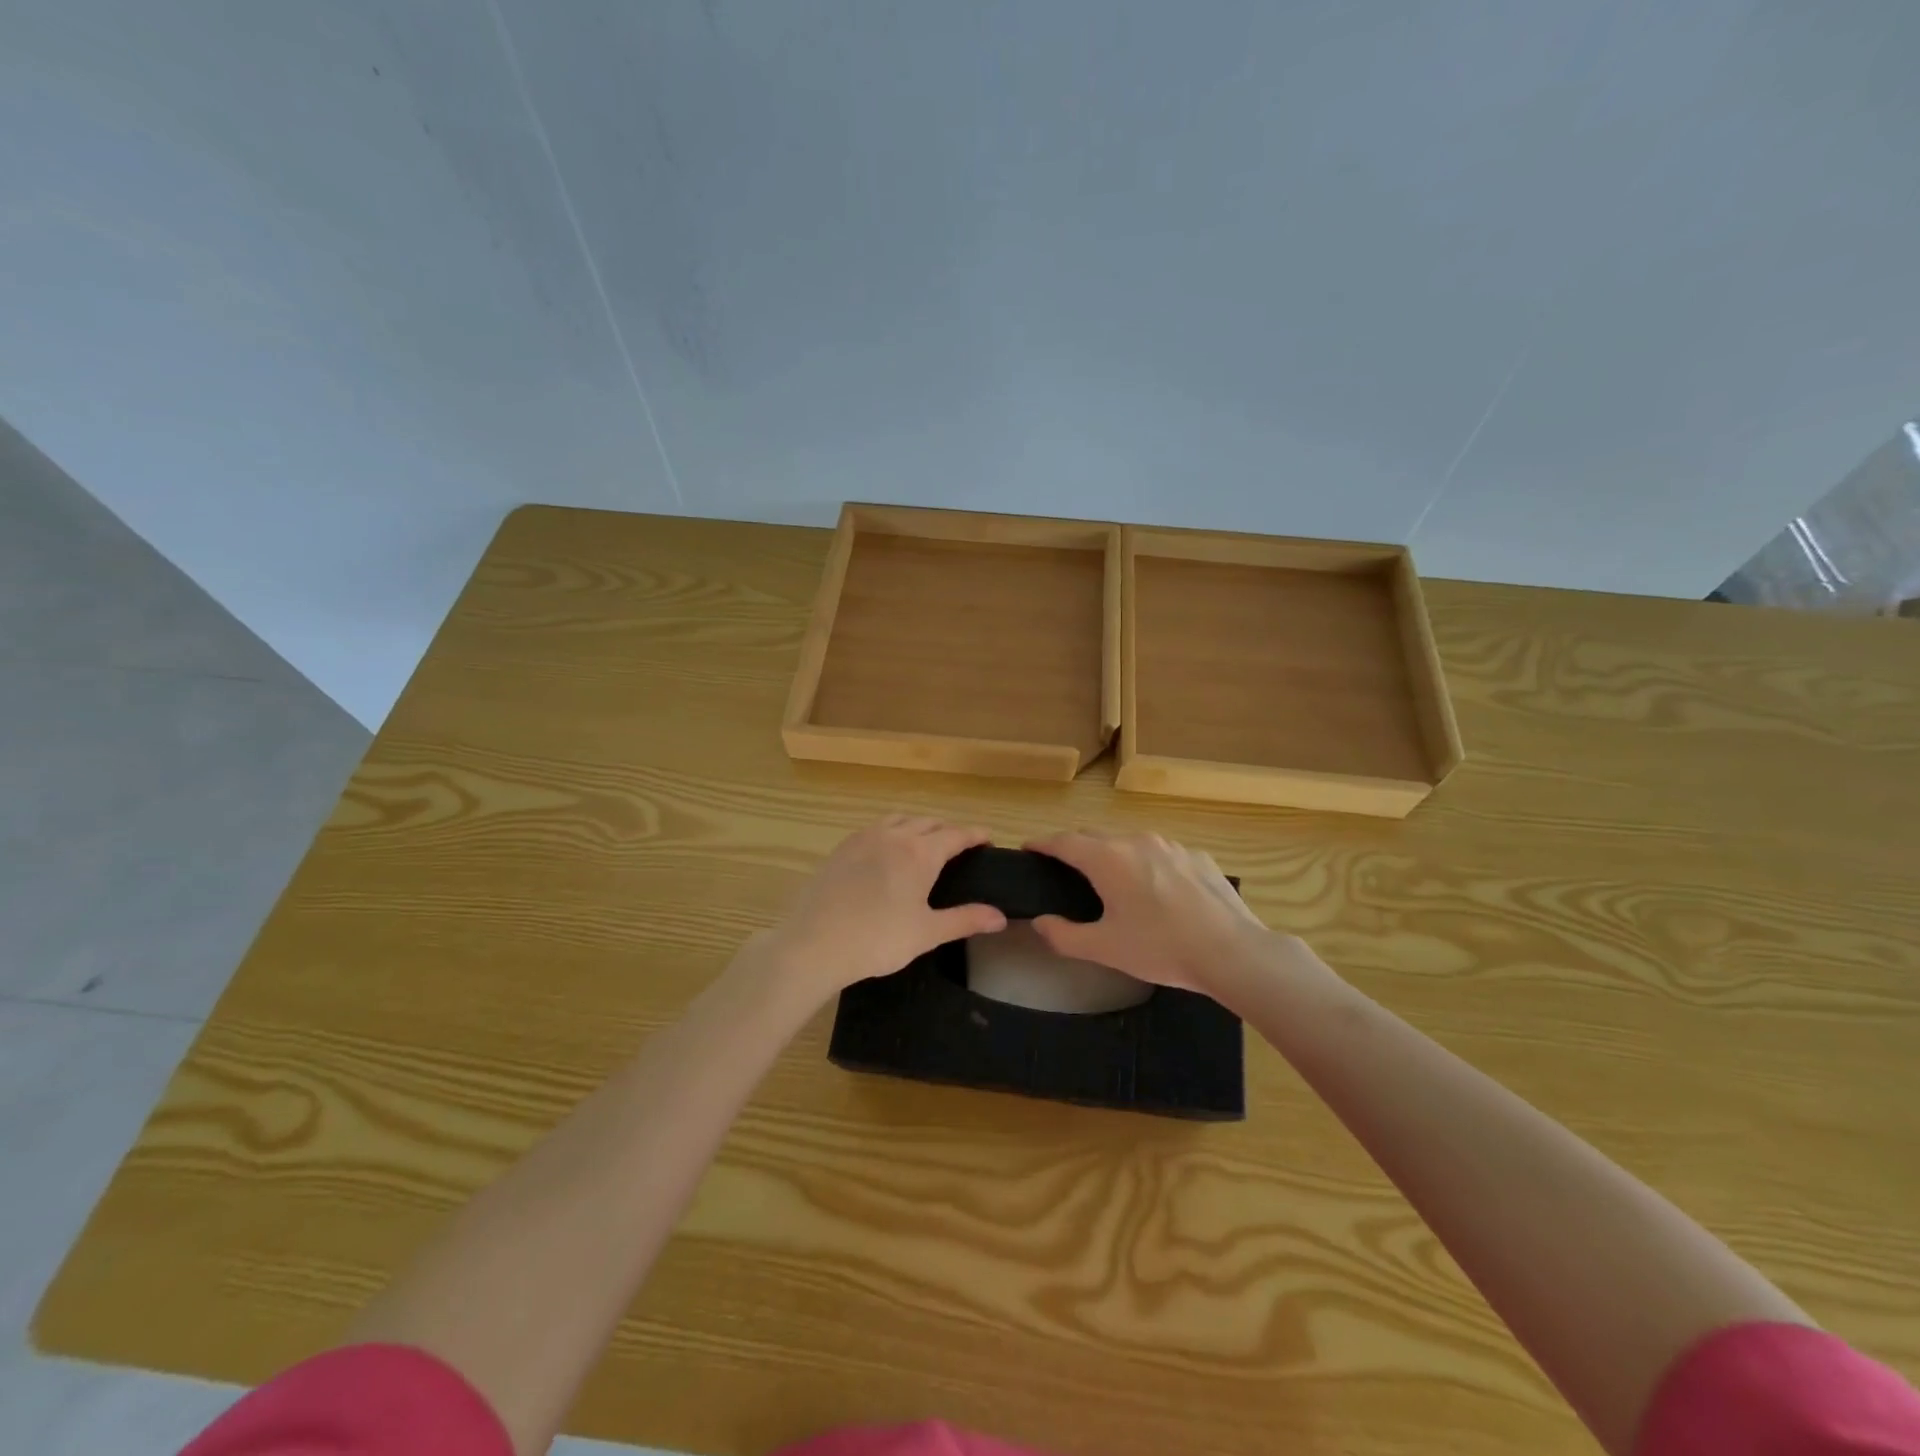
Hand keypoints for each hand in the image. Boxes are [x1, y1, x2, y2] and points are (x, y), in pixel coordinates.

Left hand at [751, 816, 1007, 1000]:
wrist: (814, 943)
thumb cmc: (878, 939)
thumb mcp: (927, 932)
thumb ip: (965, 919)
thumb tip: (1000, 916)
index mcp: (920, 852)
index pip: (956, 833)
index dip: (975, 834)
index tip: (988, 838)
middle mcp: (895, 835)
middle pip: (929, 822)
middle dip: (948, 830)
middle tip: (960, 847)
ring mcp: (864, 838)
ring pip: (900, 819)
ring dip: (918, 826)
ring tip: (924, 843)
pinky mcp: (842, 847)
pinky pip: (875, 828)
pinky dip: (892, 831)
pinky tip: (887, 852)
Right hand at [1024, 830, 1276, 997]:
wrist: (1233, 951)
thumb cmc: (1161, 948)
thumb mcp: (1105, 949)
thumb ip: (1064, 935)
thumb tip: (1041, 922)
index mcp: (1108, 858)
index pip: (1064, 841)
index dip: (1043, 844)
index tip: (1029, 848)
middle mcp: (1136, 840)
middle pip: (1095, 836)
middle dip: (1075, 848)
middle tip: (1065, 871)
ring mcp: (1171, 845)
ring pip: (1130, 842)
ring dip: (1114, 855)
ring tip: (1114, 883)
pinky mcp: (1198, 857)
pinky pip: (1162, 854)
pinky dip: (1149, 865)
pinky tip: (1159, 894)